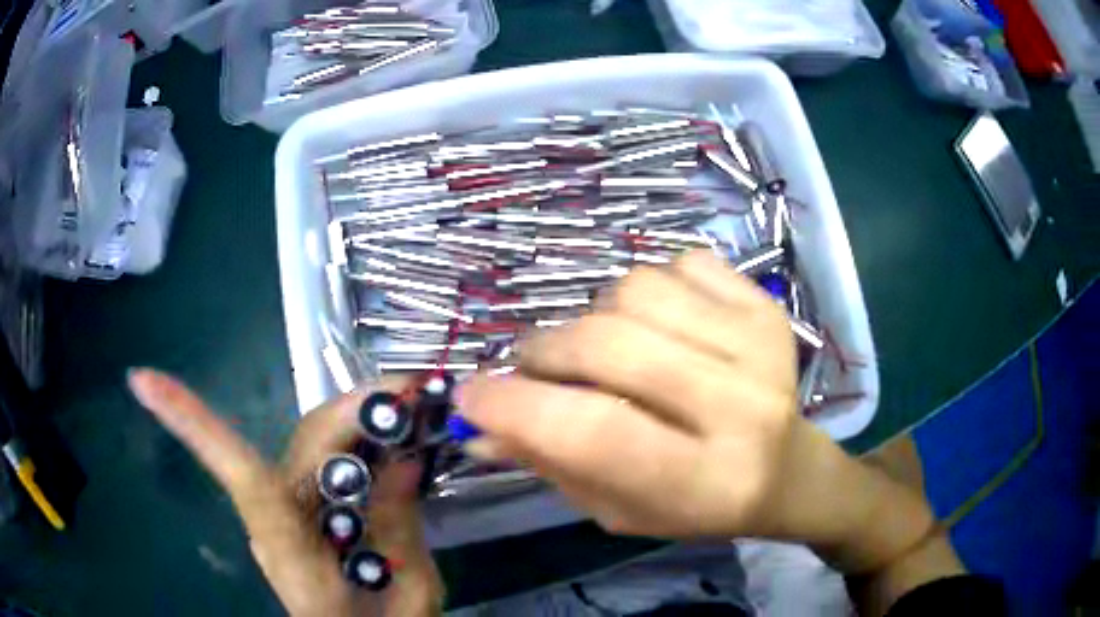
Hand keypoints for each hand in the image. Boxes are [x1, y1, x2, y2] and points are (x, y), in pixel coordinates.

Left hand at [128, 370, 442, 616]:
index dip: (194, 424)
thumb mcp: (410, 593)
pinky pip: (325, 464)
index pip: (243, 479)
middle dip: (354, 411)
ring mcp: (284, 516)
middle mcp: (277, 523)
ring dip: (360, 421)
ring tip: (412, 409)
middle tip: (413, 392)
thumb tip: (400, 463)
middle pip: (304, 446)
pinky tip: (391, 439)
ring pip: (314, 446)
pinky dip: (358, 444)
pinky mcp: (298, 513)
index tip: (143, 380)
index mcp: (295, 553)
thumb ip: (399, 530)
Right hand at [459, 251, 935, 571]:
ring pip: (634, 290)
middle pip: (609, 346)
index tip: (469, 395)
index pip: (593, 433)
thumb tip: (476, 427)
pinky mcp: (765, 305)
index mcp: (702, 481)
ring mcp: (758, 344)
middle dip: (545, 352)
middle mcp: (739, 407)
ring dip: (596, 318)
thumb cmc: (698, 505)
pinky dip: (650, 289)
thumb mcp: (619, 510)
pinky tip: (664, 325)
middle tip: (533, 368)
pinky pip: (679, 262)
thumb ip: (550, 466)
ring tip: (608, 349)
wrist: (787, 470)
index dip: (515, 407)